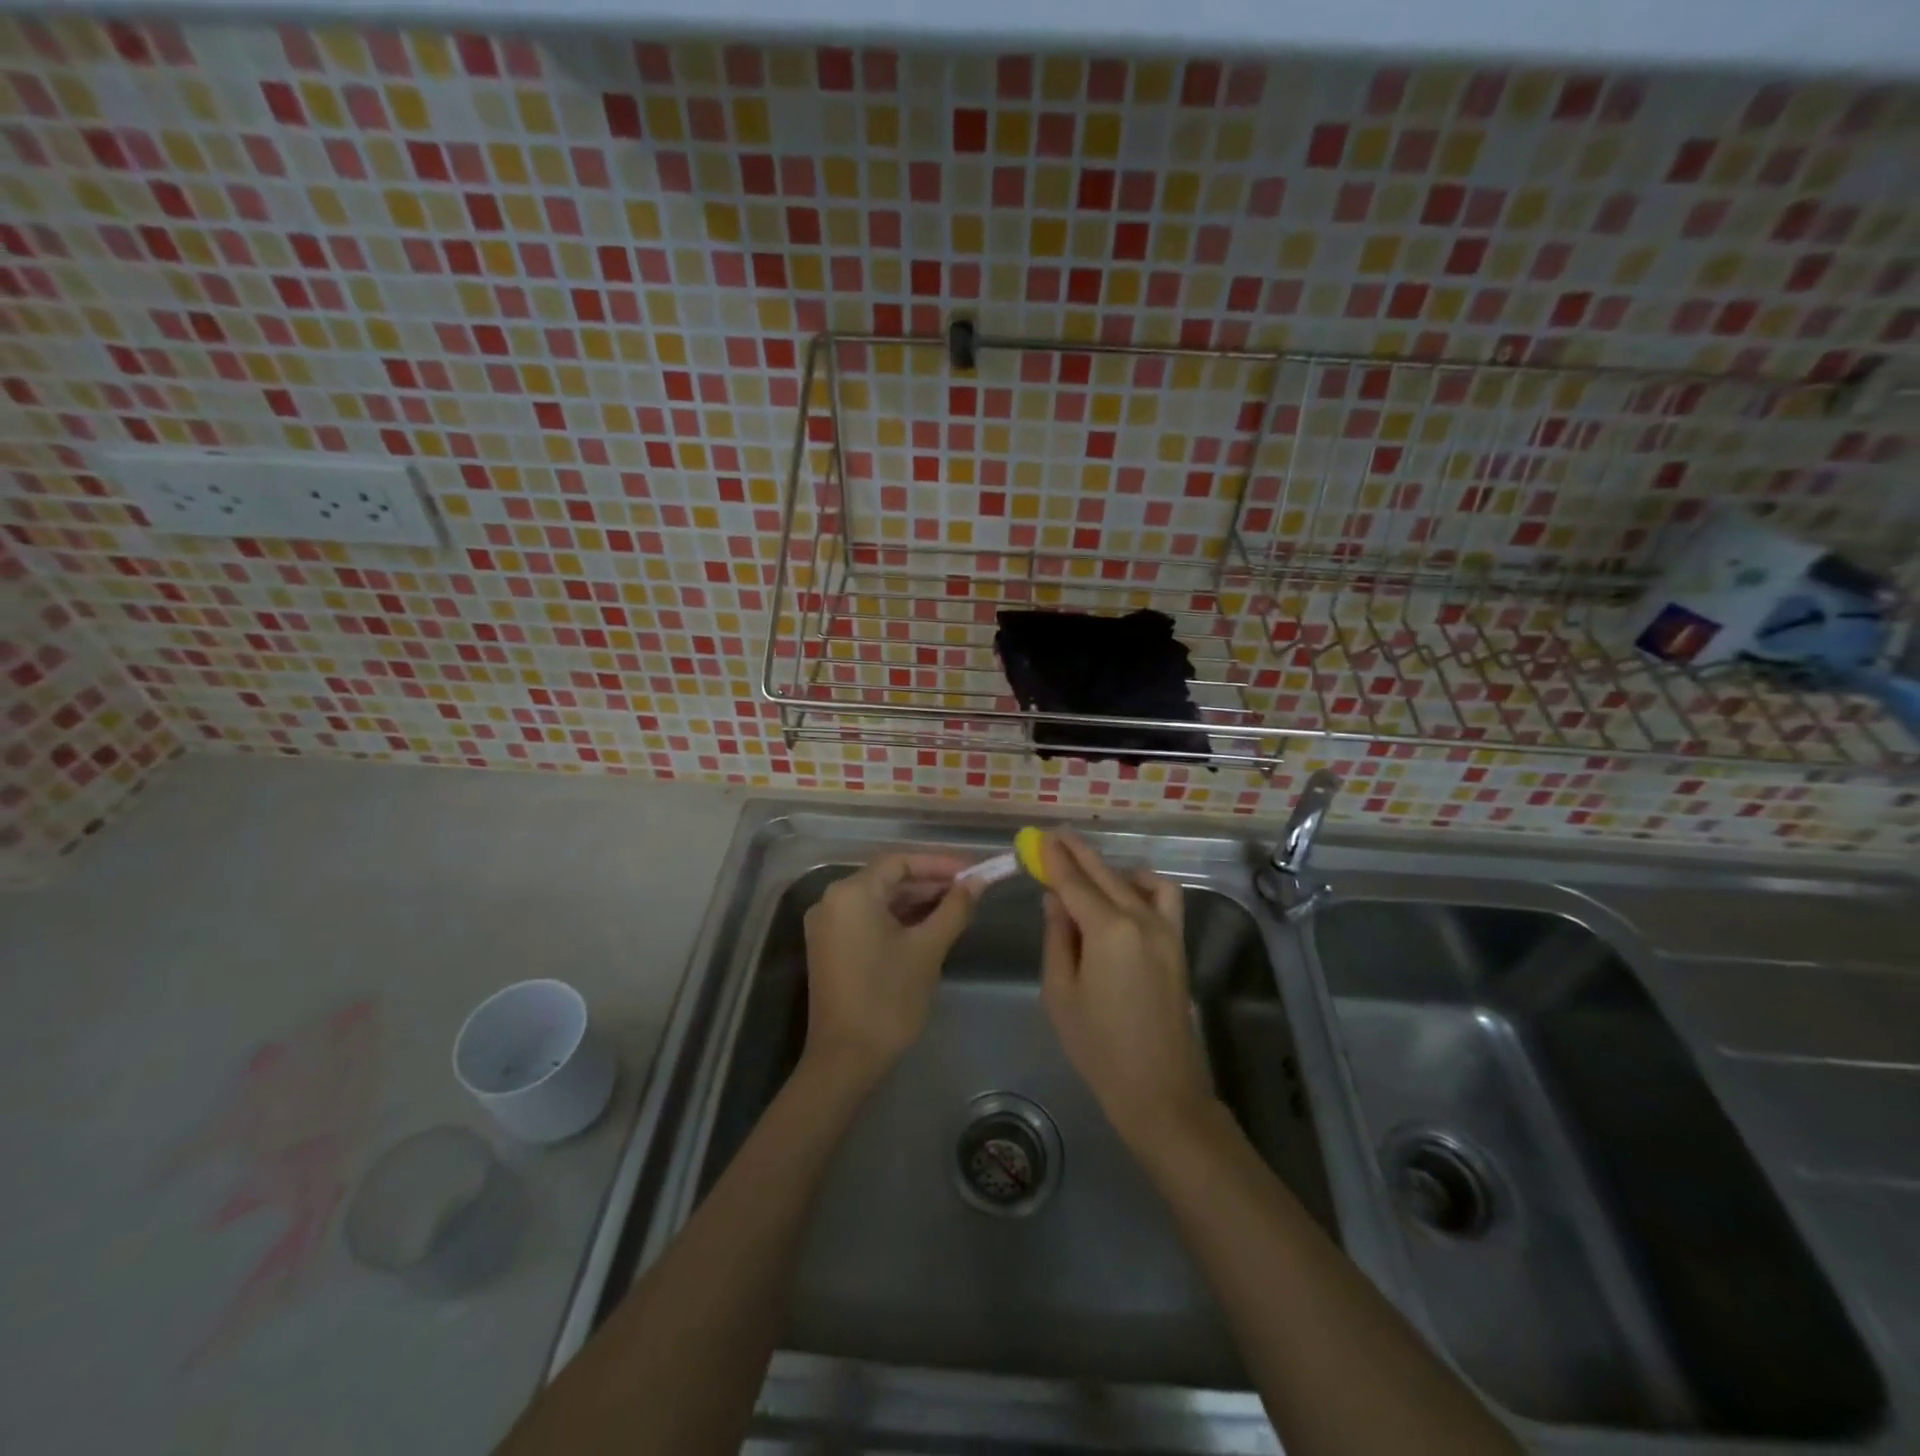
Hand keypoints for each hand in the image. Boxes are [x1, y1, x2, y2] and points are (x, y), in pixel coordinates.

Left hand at [802, 852, 975, 1086]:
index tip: (972, 871)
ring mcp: (827, 925)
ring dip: (915, 901)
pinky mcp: (830, 947)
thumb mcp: (928, 949)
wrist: (846, 1059)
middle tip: (969, 890)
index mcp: (852, 893)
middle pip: (887, 878)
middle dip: (929, 882)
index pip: (900, 862)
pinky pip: (868, 919)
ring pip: (879, 899)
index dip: (939, 863)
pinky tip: (928, 926)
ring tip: (956, 907)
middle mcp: (832, 900)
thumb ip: (954, 908)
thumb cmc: (889, 998)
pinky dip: (897, 919)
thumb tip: (978, 881)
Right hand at [1039, 831, 1215, 1154]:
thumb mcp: (1060, 992)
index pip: (1074, 882)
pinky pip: (1164, 896)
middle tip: (1053, 836)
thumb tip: (1054, 898)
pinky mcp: (1177, 943)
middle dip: (1076, 853)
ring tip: (1082, 865)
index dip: (1054, 858)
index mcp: (1108, 930)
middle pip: (1103, 874)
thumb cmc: (1098, 1046)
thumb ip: (1057, 937)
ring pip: (1132, 880)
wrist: (1158, 1089)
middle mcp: (1140, 919)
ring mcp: (1165, 929)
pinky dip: (1143, 883)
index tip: (1038, 837)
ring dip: (1106, 867)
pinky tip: (1125, 889)